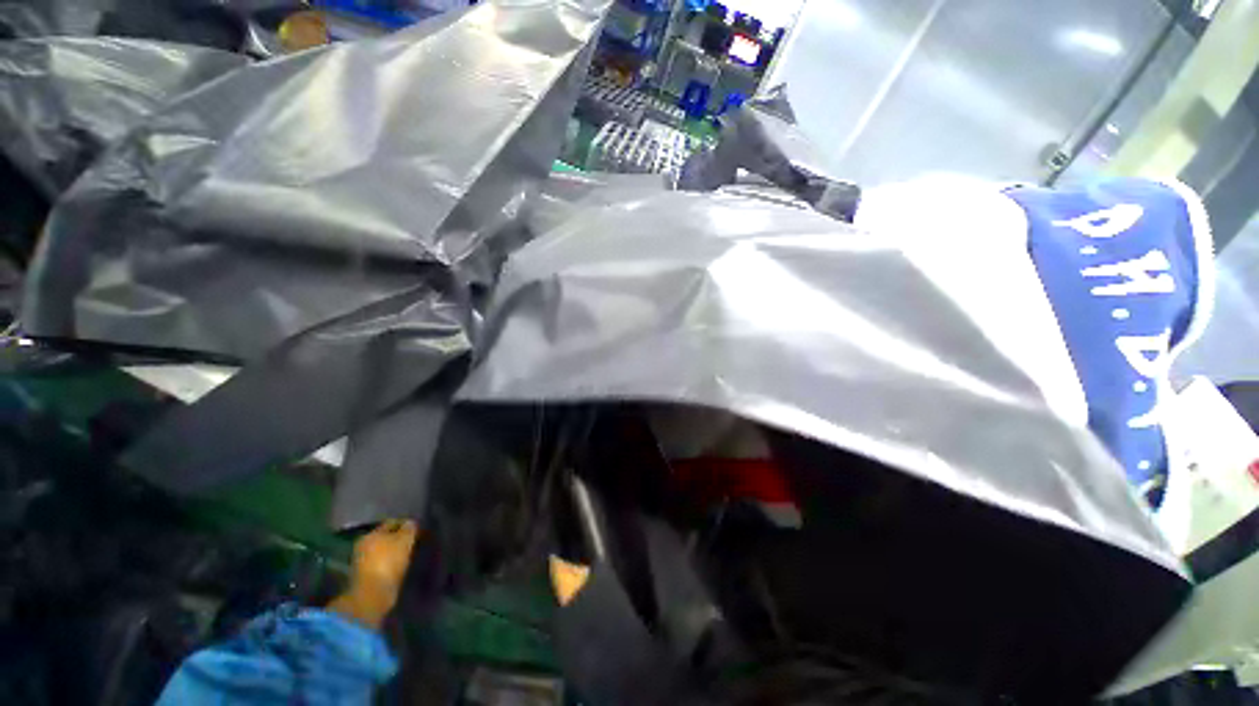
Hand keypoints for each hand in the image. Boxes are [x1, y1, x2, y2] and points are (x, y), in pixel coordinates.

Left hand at [328, 520, 419, 628]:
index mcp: (371, 534)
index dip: (404, 523)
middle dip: (397, 538)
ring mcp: (362, 562)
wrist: (373, 594)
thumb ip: (409, 528)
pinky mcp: (365, 577)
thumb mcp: (404, 540)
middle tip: (412, 539)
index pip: (391, 523)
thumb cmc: (389, 561)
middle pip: (385, 537)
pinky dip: (390, 563)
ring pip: (383, 551)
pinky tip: (399, 565)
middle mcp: (363, 545)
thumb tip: (410, 522)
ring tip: (408, 553)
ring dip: (393, 551)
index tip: (416, 527)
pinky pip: (381, 564)